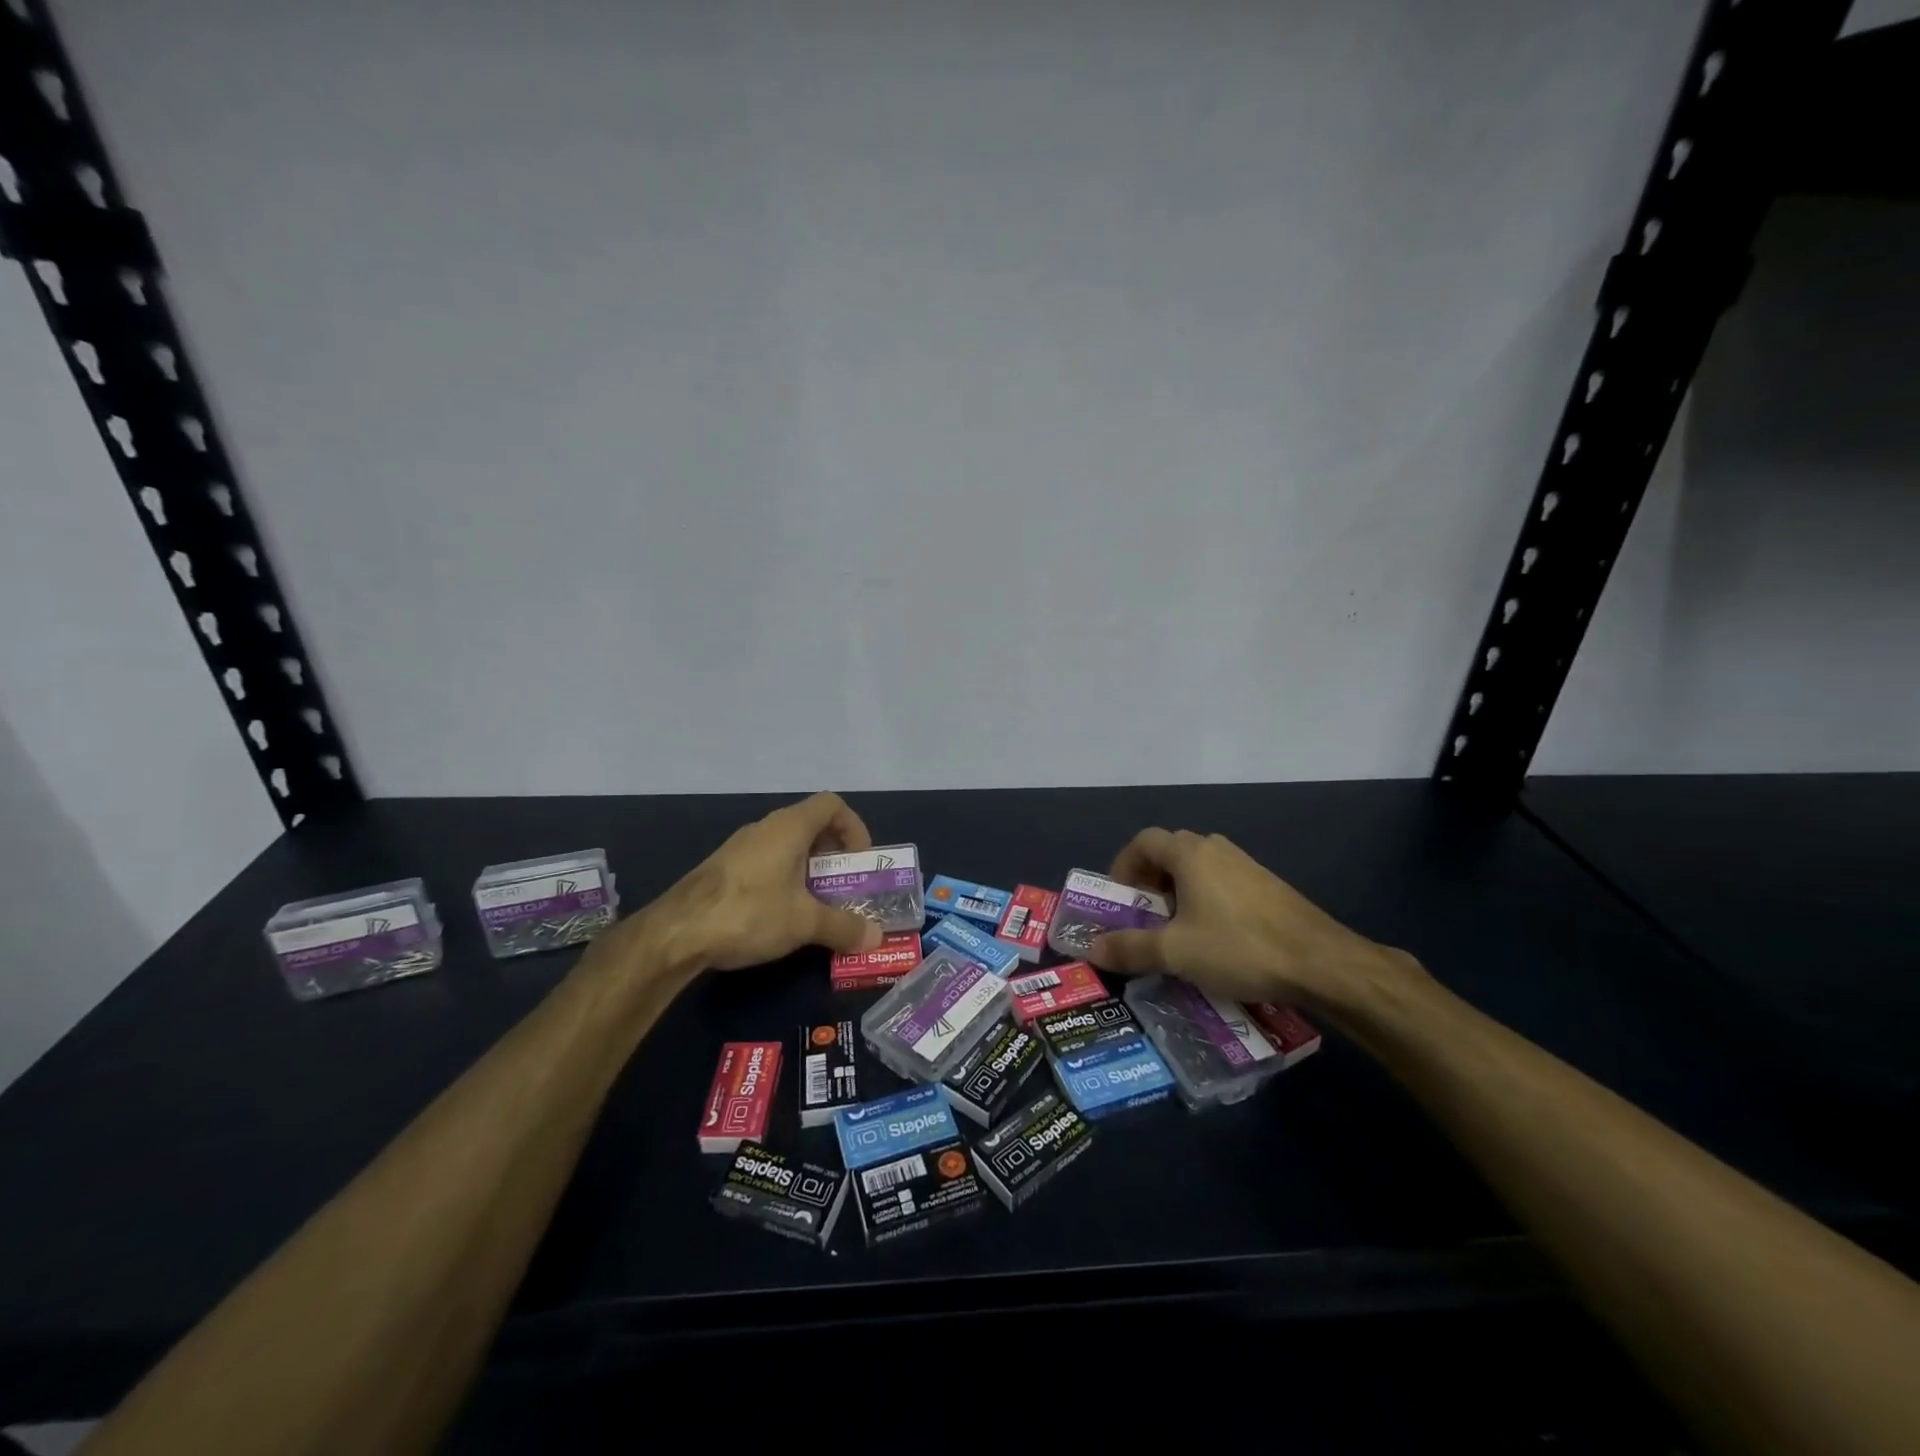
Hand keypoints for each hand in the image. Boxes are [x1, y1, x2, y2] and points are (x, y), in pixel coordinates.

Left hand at [623, 792, 884, 973]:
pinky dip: (784, 880)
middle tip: (844, 887)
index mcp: (790, 827)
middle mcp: (766, 828)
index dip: (854, 827)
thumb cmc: (750, 912)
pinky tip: (781, 915)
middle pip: (811, 826)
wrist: (676, 933)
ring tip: (817, 906)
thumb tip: (876, 937)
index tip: (860, 861)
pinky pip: (766, 863)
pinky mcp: (723, 869)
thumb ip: (844, 926)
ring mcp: (741, 847)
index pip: (832, 805)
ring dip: (808, 870)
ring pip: (787, 847)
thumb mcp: (805, 923)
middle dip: (834, 855)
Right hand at [1086, 828, 1421, 1010]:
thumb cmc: (1239, 947)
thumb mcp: (1176, 952)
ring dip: (1178, 893)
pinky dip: (1205, 901)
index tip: (1119, 899)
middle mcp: (1216, 849)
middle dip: (1149, 883)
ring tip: (1176, 932)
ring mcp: (1246, 865)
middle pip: (1169, 852)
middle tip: (1143, 918)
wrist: (1321, 962)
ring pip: (1198, 869)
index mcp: (1190, 853)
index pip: (1143, 841)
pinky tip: (1214, 939)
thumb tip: (1092, 948)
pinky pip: (1222, 883)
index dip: (1123, 866)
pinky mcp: (1267, 886)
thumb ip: (1130, 948)